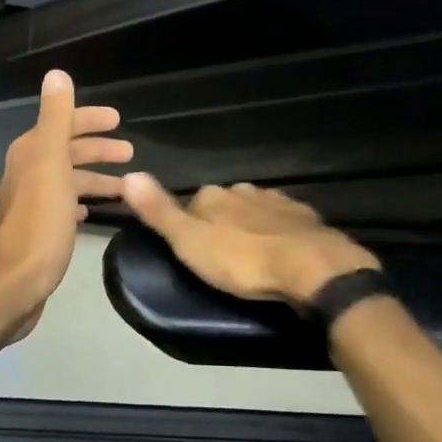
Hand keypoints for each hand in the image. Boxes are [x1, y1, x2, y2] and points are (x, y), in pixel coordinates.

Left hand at [0, 69, 130, 335]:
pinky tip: (94, 209)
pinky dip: (82, 200)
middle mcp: (28, 171)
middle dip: (98, 148)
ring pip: (70, 179)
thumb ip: (56, 117)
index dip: (90, 119)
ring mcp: (33, 202)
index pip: (63, 123)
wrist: (15, 282)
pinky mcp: (40, 229)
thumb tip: (57, 73)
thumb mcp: (51, 162)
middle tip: (130, 151)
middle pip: (67, 150)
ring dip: (96, 177)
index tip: (119, 120)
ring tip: (126, 185)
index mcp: (31, 152)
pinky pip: (66, 204)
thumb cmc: (40, 220)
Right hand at [121, 174, 377, 305]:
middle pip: (225, 205)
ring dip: (251, 228)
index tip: (193, 251)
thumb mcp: (190, 243)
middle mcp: (243, 189)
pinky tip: (282, 253)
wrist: (311, 268)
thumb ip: (160, 211)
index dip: (190, 226)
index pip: (192, 203)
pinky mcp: (305, 217)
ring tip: (252, 258)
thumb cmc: (243, 261)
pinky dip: (279, 234)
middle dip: (223, 225)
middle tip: (223, 260)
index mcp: (213, 194)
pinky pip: (284, 222)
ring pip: (255, 211)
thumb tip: (129, 174)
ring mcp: (276, 201)